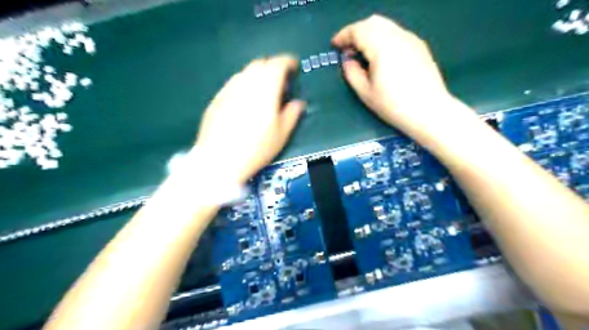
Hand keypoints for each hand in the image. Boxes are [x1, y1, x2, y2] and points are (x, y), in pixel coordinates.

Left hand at [196, 54, 305, 182]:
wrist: (219, 160)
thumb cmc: (256, 149)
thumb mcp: (281, 135)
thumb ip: (292, 114)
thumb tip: (298, 103)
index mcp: (265, 89)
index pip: (277, 64)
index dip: (288, 62)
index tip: (294, 67)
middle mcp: (246, 83)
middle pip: (260, 63)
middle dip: (273, 67)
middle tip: (280, 82)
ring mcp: (228, 90)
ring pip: (245, 72)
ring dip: (257, 75)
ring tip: (262, 92)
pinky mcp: (216, 99)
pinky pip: (233, 83)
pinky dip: (244, 84)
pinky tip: (245, 101)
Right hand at [330, 14, 459, 135]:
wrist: (429, 111)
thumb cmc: (393, 105)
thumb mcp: (366, 93)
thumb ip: (352, 73)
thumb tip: (348, 60)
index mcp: (382, 46)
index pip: (358, 30)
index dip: (343, 36)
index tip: (335, 45)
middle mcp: (397, 36)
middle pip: (372, 22)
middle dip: (356, 32)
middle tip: (348, 49)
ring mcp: (411, 39)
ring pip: (386, 25)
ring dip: (370, 34)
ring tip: (363, 53)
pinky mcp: (419, 46)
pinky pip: (396, 33)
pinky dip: (383, 37)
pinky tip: (381, 55)